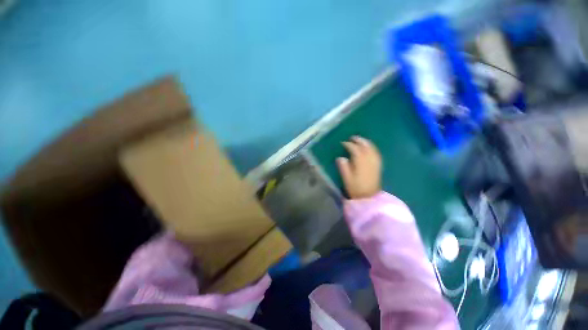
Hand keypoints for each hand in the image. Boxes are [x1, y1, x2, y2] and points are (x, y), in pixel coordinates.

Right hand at [337, 136, 381, 198]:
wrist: (369, 197)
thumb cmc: (356, 188)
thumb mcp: (346, 179)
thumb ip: (343, 167)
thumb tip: (340, 158)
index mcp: (360, 162)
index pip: (354, 149)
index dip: (348, 145)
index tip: (343, 143)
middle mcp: (369, 160)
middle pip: (365, 146)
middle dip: (359, 140)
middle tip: (352, 138)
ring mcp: (375, 162)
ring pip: (372, 149)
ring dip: (366, 142)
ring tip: (361, 140)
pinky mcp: (378, 166)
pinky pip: (376, 153)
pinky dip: (373, 148)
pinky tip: (370, 148)